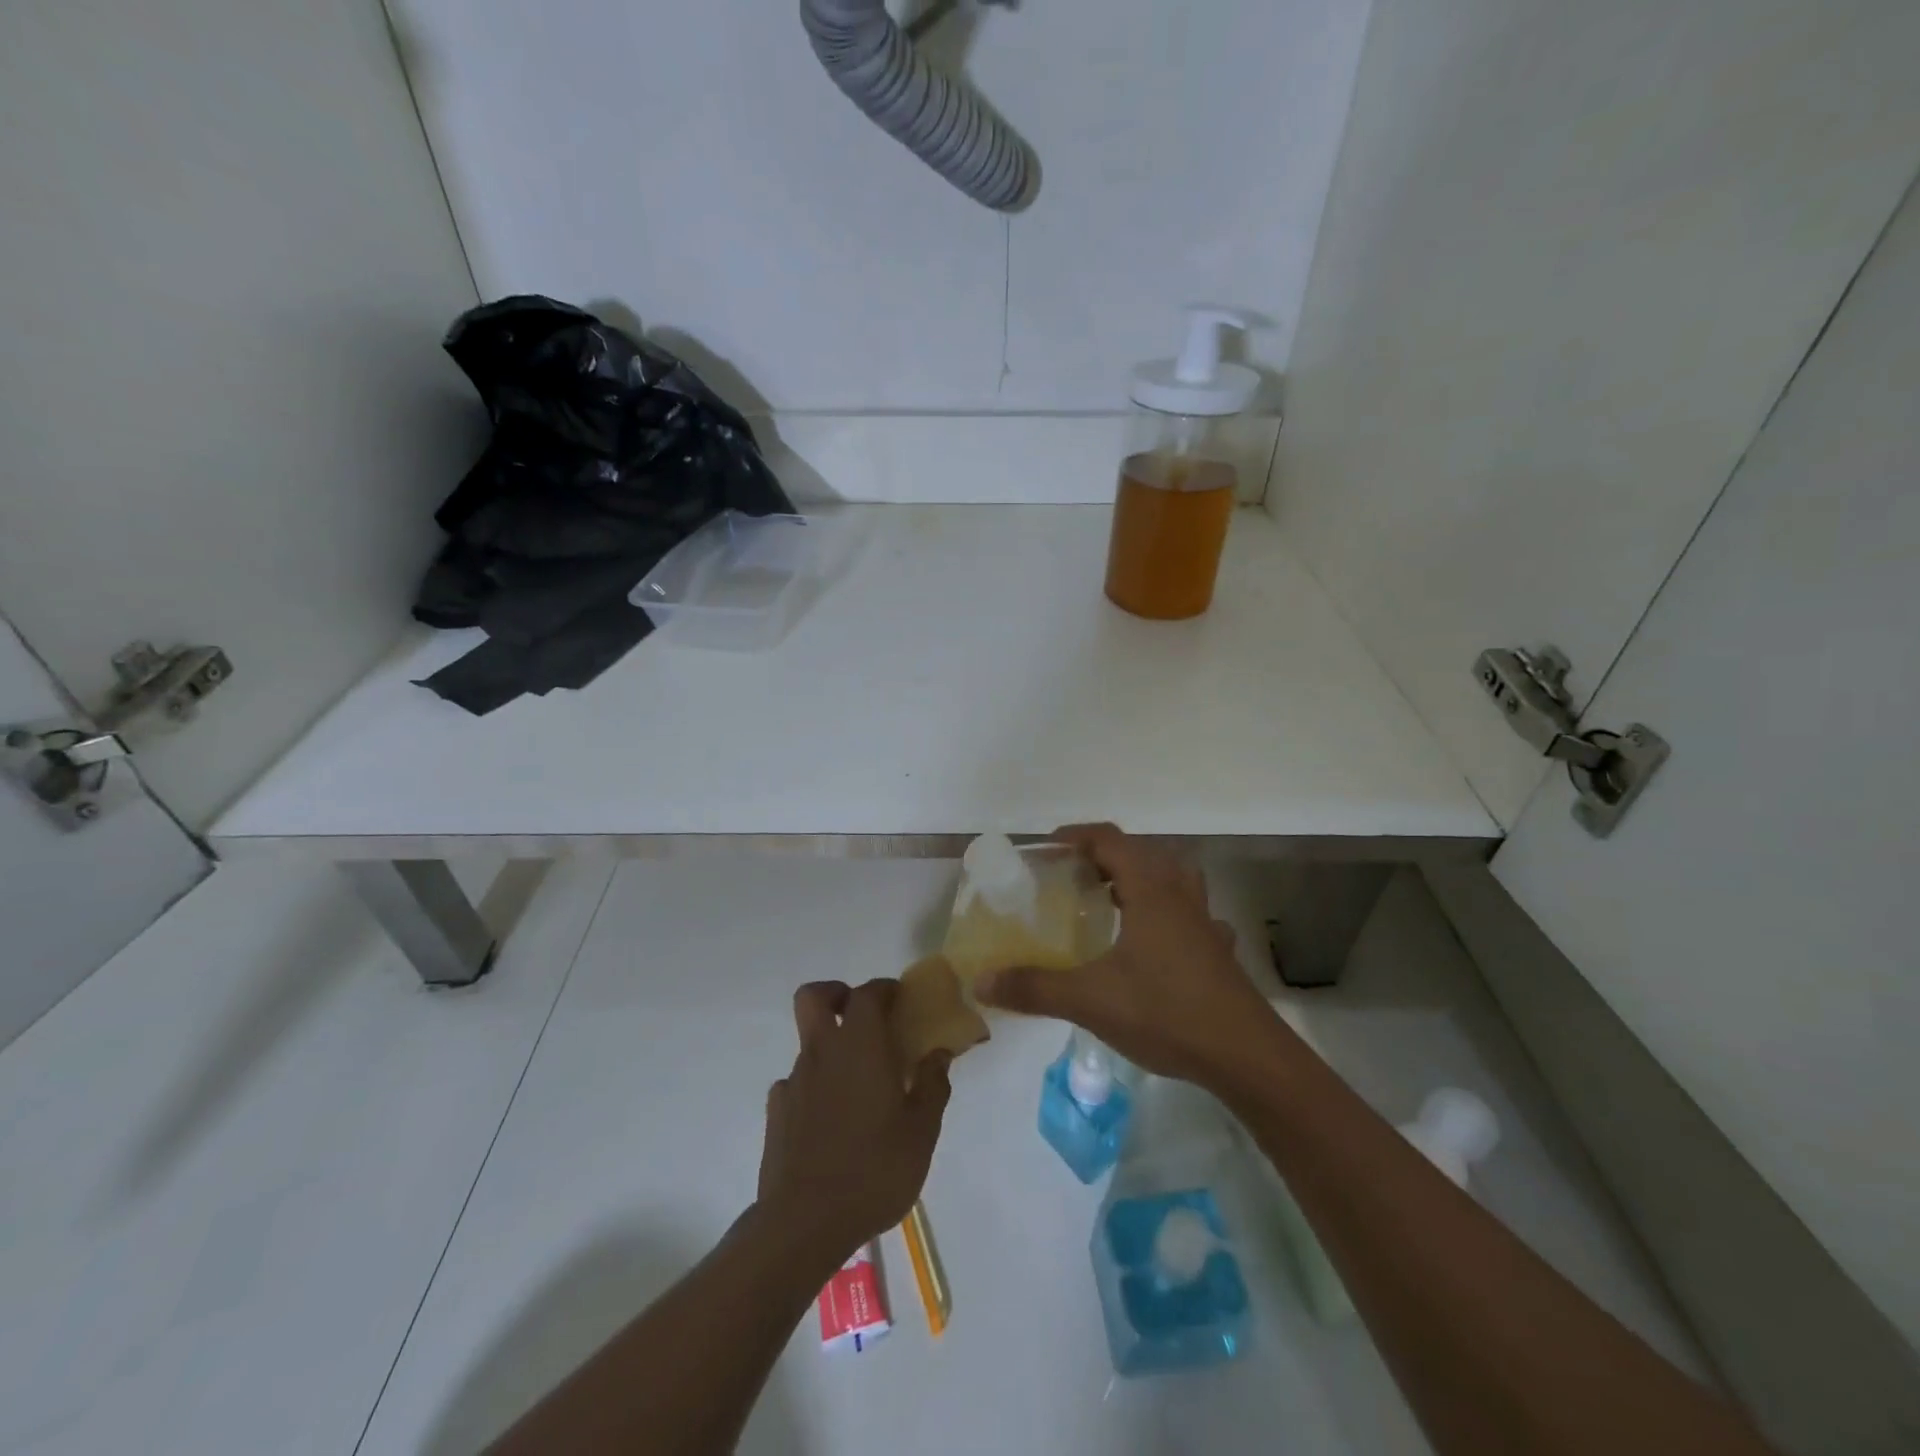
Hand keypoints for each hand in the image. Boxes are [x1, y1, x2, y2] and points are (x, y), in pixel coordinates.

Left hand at [756, 979, 951, 1265]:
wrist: (804, 1223)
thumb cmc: (874, 1169)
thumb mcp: (922, 1131)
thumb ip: (933, 1085)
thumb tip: (939, 1053)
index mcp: (859, 1046)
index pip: (867, 994)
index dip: (884, 989)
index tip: (900, 1000)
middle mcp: (821, 1052)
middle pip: (814, 997)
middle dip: (837, 994)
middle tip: (863, 1018)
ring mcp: (793, 1081)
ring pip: (808, 1043)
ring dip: (831, 1048)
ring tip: (858, 1087)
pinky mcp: (776, 1113)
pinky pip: (796, 1084)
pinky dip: (814, 1087)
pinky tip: (831, 1120)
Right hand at [975, 824, 1280, 1088]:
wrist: (1245, 1056)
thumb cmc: (1166, 1013)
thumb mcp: (1090, 1000)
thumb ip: (1034, 988)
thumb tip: (981, 981)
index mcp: (1150, 891)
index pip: (1110, 840)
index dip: (1076, 836)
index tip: (1047, 847)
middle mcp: (1179, 895)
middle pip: (1143, 853)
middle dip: (1105, 856)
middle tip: (1073, 877)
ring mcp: (1204, 922)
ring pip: (1174, 878)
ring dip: (1142, 877)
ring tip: (1114, 900)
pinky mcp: (1218, 950)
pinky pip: (1192, 914)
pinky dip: (1171, 912)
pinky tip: (1159, 940)